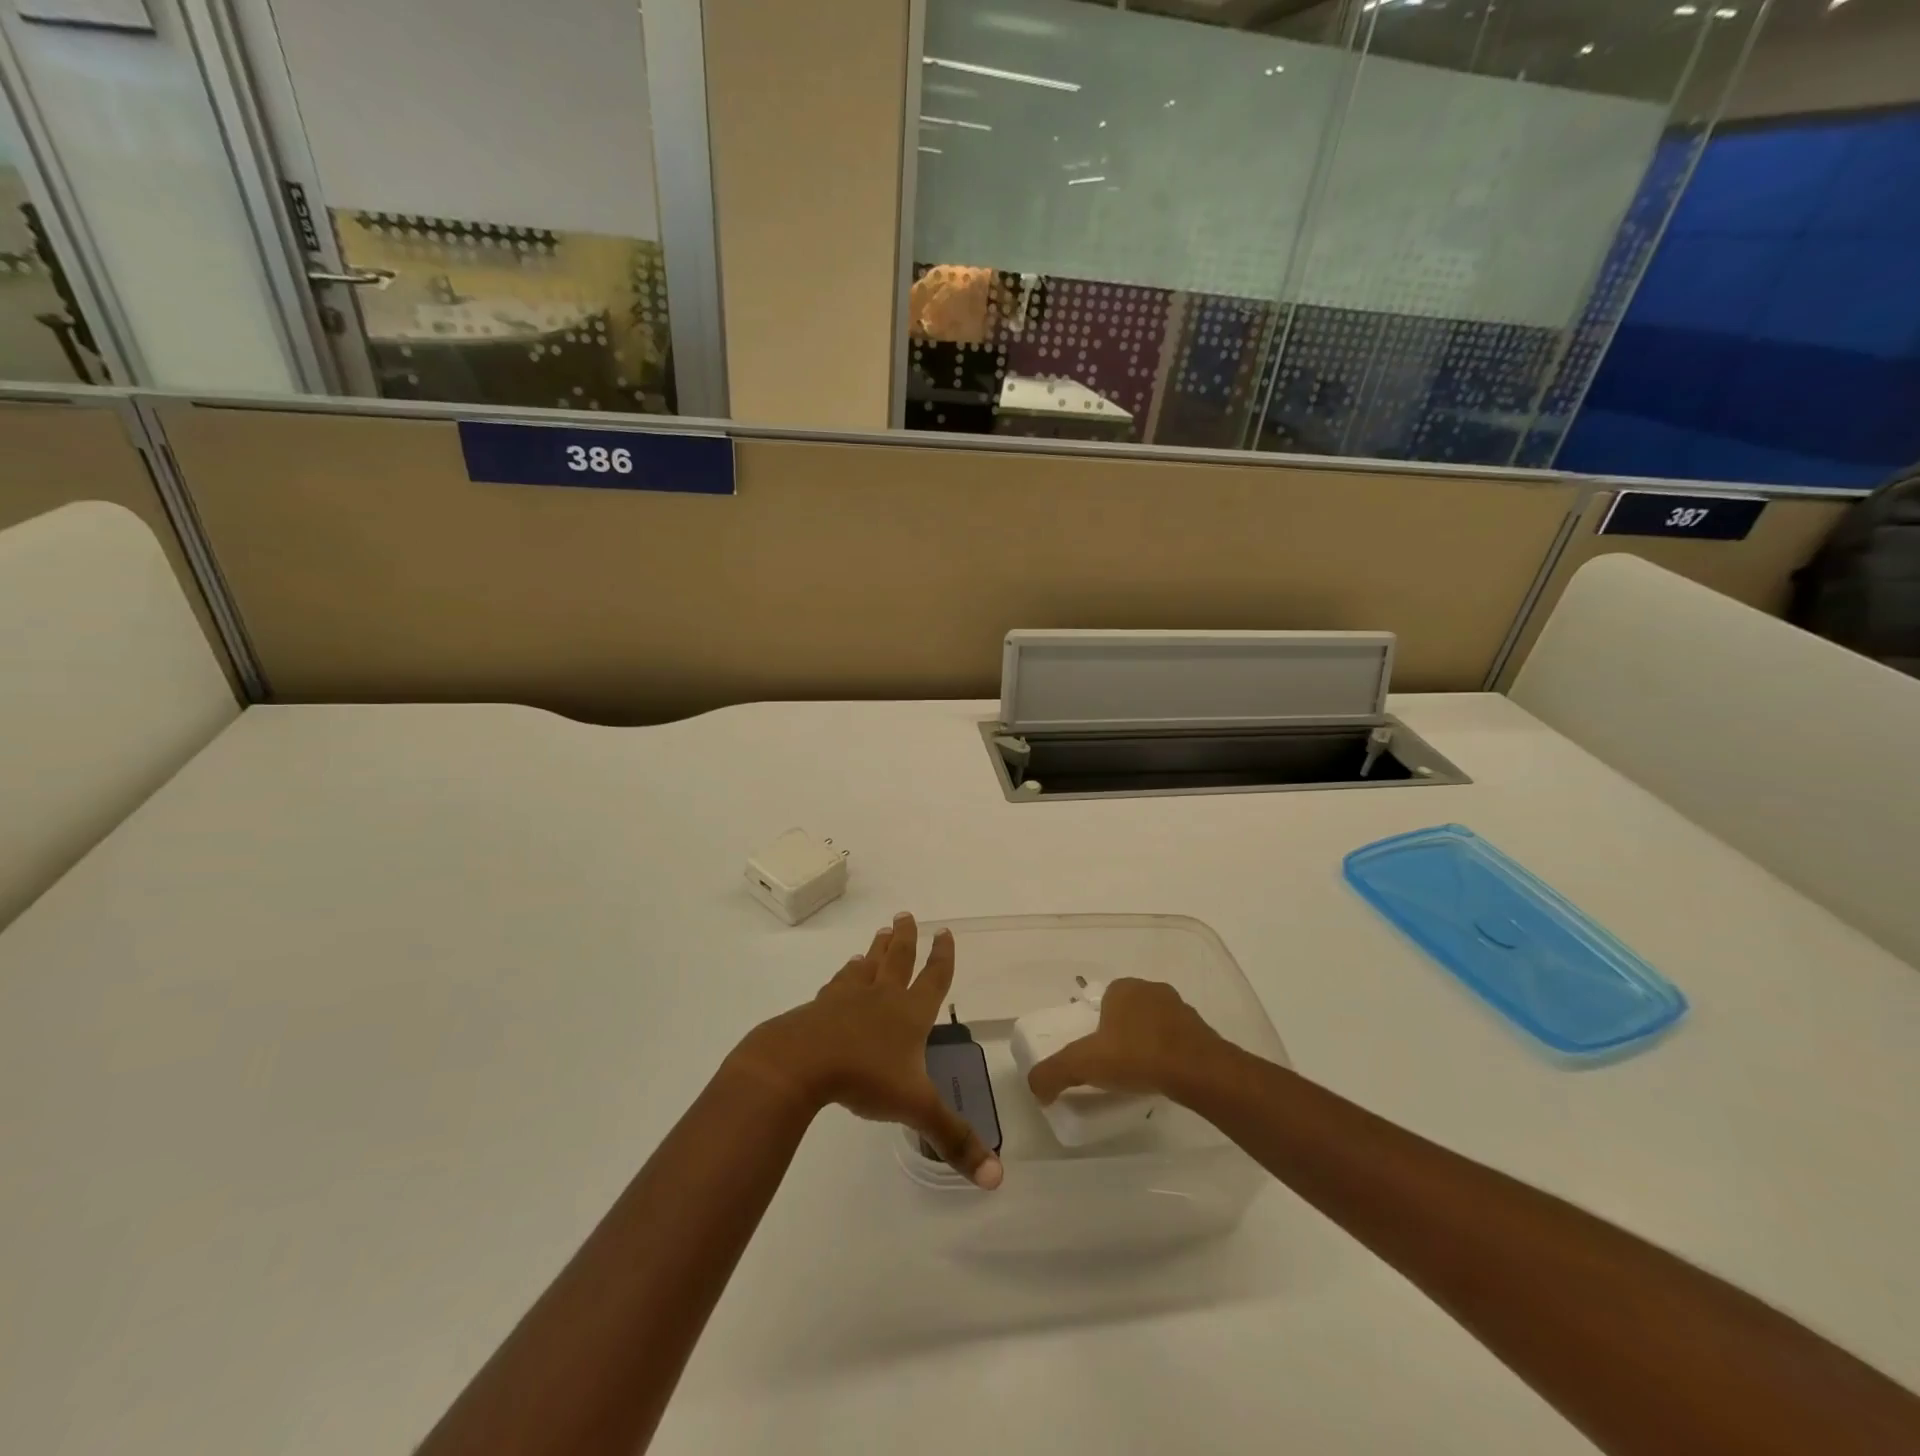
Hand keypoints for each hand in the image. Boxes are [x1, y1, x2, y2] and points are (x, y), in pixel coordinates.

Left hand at [733, 913, 1002, 1189]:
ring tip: (880, 936)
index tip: (945, 932)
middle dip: (906, 939)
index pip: (933, 979)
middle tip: (906, 915)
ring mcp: (847, 999)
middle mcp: (882, 998)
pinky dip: (845, 975)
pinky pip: (838, 984)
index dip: (942, 957)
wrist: (801, 1063)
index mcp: (909, 1014)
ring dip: (877, 950)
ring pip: (867, 966)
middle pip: (897, 961)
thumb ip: (954, 1140)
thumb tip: (996, 1179)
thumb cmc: (864, 1078)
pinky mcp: (819, 1008)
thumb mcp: (915, 1109)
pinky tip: (844, 973)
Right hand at [1026, 978, 1227, 1104]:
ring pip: (1154, 1024)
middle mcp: (1151, 990)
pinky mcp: (1201, 1031)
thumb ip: (1053, 1073)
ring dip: (1146, 1043)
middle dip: (1121, 1033)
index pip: (1103, 1001)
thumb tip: (1034, 1087)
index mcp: (1123, 988)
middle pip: (1128, 1012)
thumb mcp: (1083, 1064)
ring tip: (1139, 1074)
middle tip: (1113, 1066)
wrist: (1197, 1071)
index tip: (1094, 1053)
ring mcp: (1180, 1009)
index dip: (1096, 1026)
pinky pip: (1176, 1040)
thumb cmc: (1136, 1056)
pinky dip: (1168, 1054)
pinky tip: (1163, 1076)